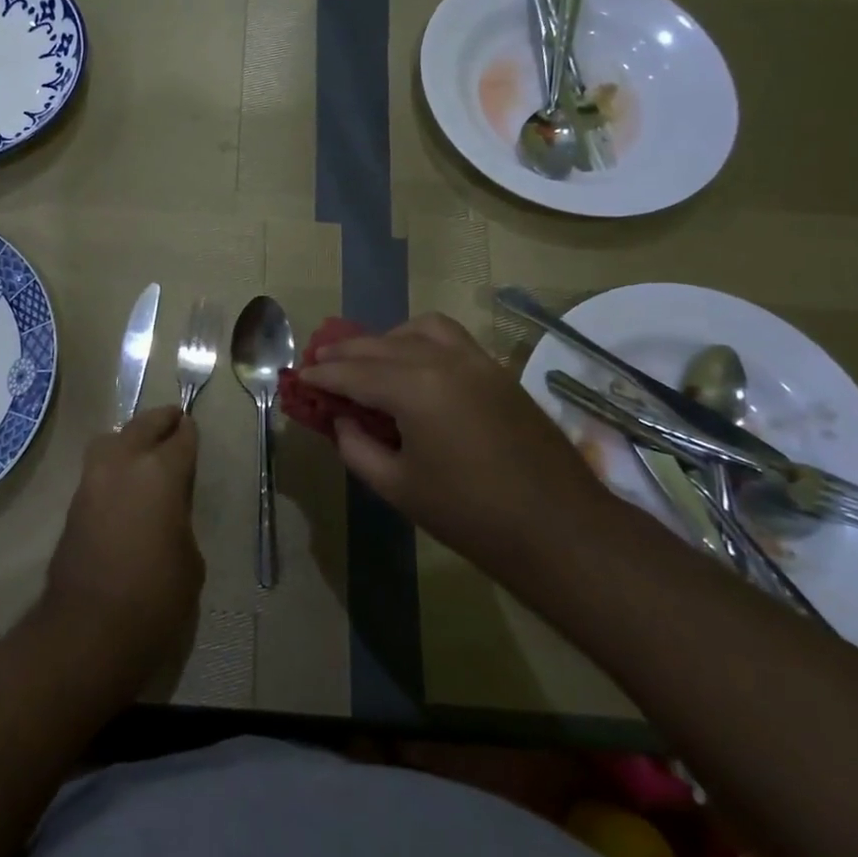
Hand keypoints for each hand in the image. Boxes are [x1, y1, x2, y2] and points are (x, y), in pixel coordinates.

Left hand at [42, 406, 203, 685]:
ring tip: (143, 449)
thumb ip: (180, 521)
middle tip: (173, 419)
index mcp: (160, 473)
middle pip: (142, 425)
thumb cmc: (156, 597)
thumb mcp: (190, 559)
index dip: (190, 433)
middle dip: (160, 421)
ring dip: (129, 438)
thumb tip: (167, 513)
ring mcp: (93, 481)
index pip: (181, 439)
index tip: (193, 429)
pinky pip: (97, 468)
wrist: (88, 630)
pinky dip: (112, 464)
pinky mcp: (74, 504)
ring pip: (111, 440)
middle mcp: (124, 464)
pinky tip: (124, 483)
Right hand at [300, 314, 604, 550]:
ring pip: (418, 329)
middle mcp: (442, 360)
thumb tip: (343, 421)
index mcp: (414, 388)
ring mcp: (475, 360)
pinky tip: (412, 365)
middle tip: (319, 364)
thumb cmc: (470, 514)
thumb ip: (357, 448)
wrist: (558, 527)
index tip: (299, 376)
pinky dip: (420, 340)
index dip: (321, 375)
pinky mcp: (497, 371)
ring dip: (385, 339)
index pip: (353, 372)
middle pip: (380, 344)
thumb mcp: (398, 487)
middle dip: (345, 352)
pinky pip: (449, 337)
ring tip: (367, 361)